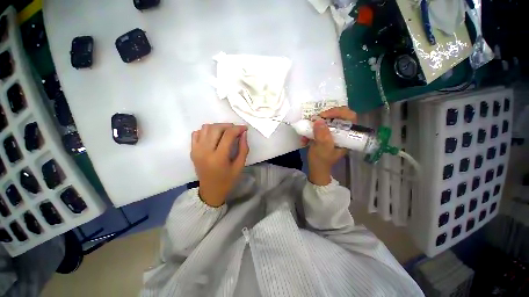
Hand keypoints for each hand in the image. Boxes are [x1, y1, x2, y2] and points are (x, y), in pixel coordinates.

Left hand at [191, 123, 248, 206]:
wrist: (210, 191)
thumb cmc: (227, 180)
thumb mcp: (240, 166)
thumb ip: (243, 149)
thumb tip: (243, 134)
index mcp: (219, 157)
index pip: (228, 135)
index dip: (238, 128)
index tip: (245, 128)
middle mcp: (205, 151)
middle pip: (216, 128)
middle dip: (228, 126)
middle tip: (236, 130)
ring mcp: (196, 150)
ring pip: (206, 128)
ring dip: (218, 127)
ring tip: (226, 132)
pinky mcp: (192, 150)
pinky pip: (197, 133)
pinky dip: (206, 131)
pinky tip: (214, 137)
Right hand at [302, 106, 356, 185]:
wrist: (316, 168)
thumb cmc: (322, 161)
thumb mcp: (322, 149)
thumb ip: (322, 136)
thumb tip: (319, 120)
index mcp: (347, 136)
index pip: (349, 117)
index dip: (338, 112)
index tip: (324, 115)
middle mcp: (341, 132)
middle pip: (337, 115)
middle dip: (324, 116)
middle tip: (315, 118)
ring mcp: (332, 132)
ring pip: (326, 119)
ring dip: (314, 124)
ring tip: (306, 132)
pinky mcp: (324, 133)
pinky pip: (318, 126)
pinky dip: (309, 130)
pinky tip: (304, 139)